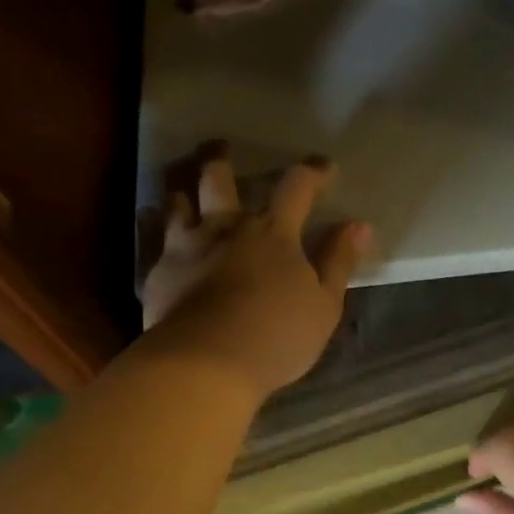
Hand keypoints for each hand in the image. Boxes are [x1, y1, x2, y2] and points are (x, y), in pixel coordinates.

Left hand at [141, 153, 371, 397]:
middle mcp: (225, 228)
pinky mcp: (158, 274)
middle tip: (220, 149)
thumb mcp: (323, 305)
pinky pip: (155, 243)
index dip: (312, 172)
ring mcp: (185, 248)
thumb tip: (358, 225)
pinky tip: (163, 244)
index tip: (323, 168)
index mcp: (272, 233)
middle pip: (217, 179)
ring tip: (184, 192)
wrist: (205, 364)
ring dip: (183, 192)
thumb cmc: (276, 336)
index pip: (296, 187)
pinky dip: (160, 236)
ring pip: (177, 203)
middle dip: (220, 160)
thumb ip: (338, 262)